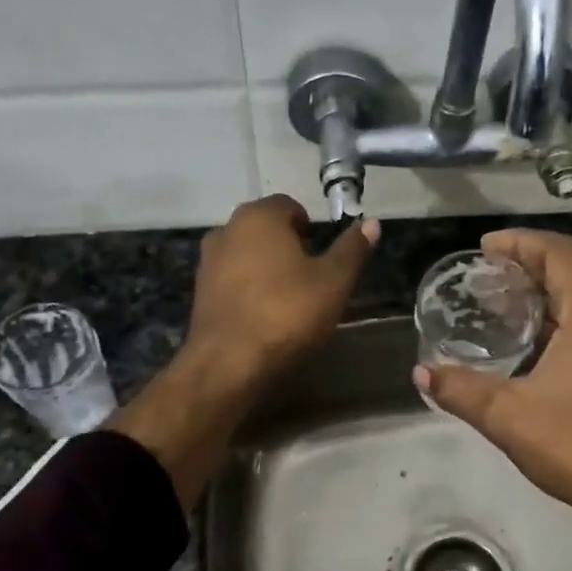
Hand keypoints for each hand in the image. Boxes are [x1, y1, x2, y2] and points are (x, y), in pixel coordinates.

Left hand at [112, 196, 376, 508]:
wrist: (228, 364)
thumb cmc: (287, 314)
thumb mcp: (334, 282)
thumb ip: (352, 249)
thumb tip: (372, 223)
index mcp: (259, 217)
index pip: (290, 206)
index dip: (310, 228)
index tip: (323, 258)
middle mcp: (227, 229)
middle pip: (265, 229)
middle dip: (288, 247)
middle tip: (311, 279)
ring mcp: (208, 261)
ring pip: (246, 254)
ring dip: (266, 268)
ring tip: (288, 300)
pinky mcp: (199, 292)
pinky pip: (232, 279)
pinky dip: (248, 289)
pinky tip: (263, 316)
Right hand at [414, 229, 571, 526]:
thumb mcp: (508, 416)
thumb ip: (460, 390)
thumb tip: (421, 372)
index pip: (558, 252)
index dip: (520, 242)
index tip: (485, 248)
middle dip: (528, 268)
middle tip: (486, 279)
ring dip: (547, 296)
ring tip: (504, 309)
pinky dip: (565, 320)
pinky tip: (537, 345)